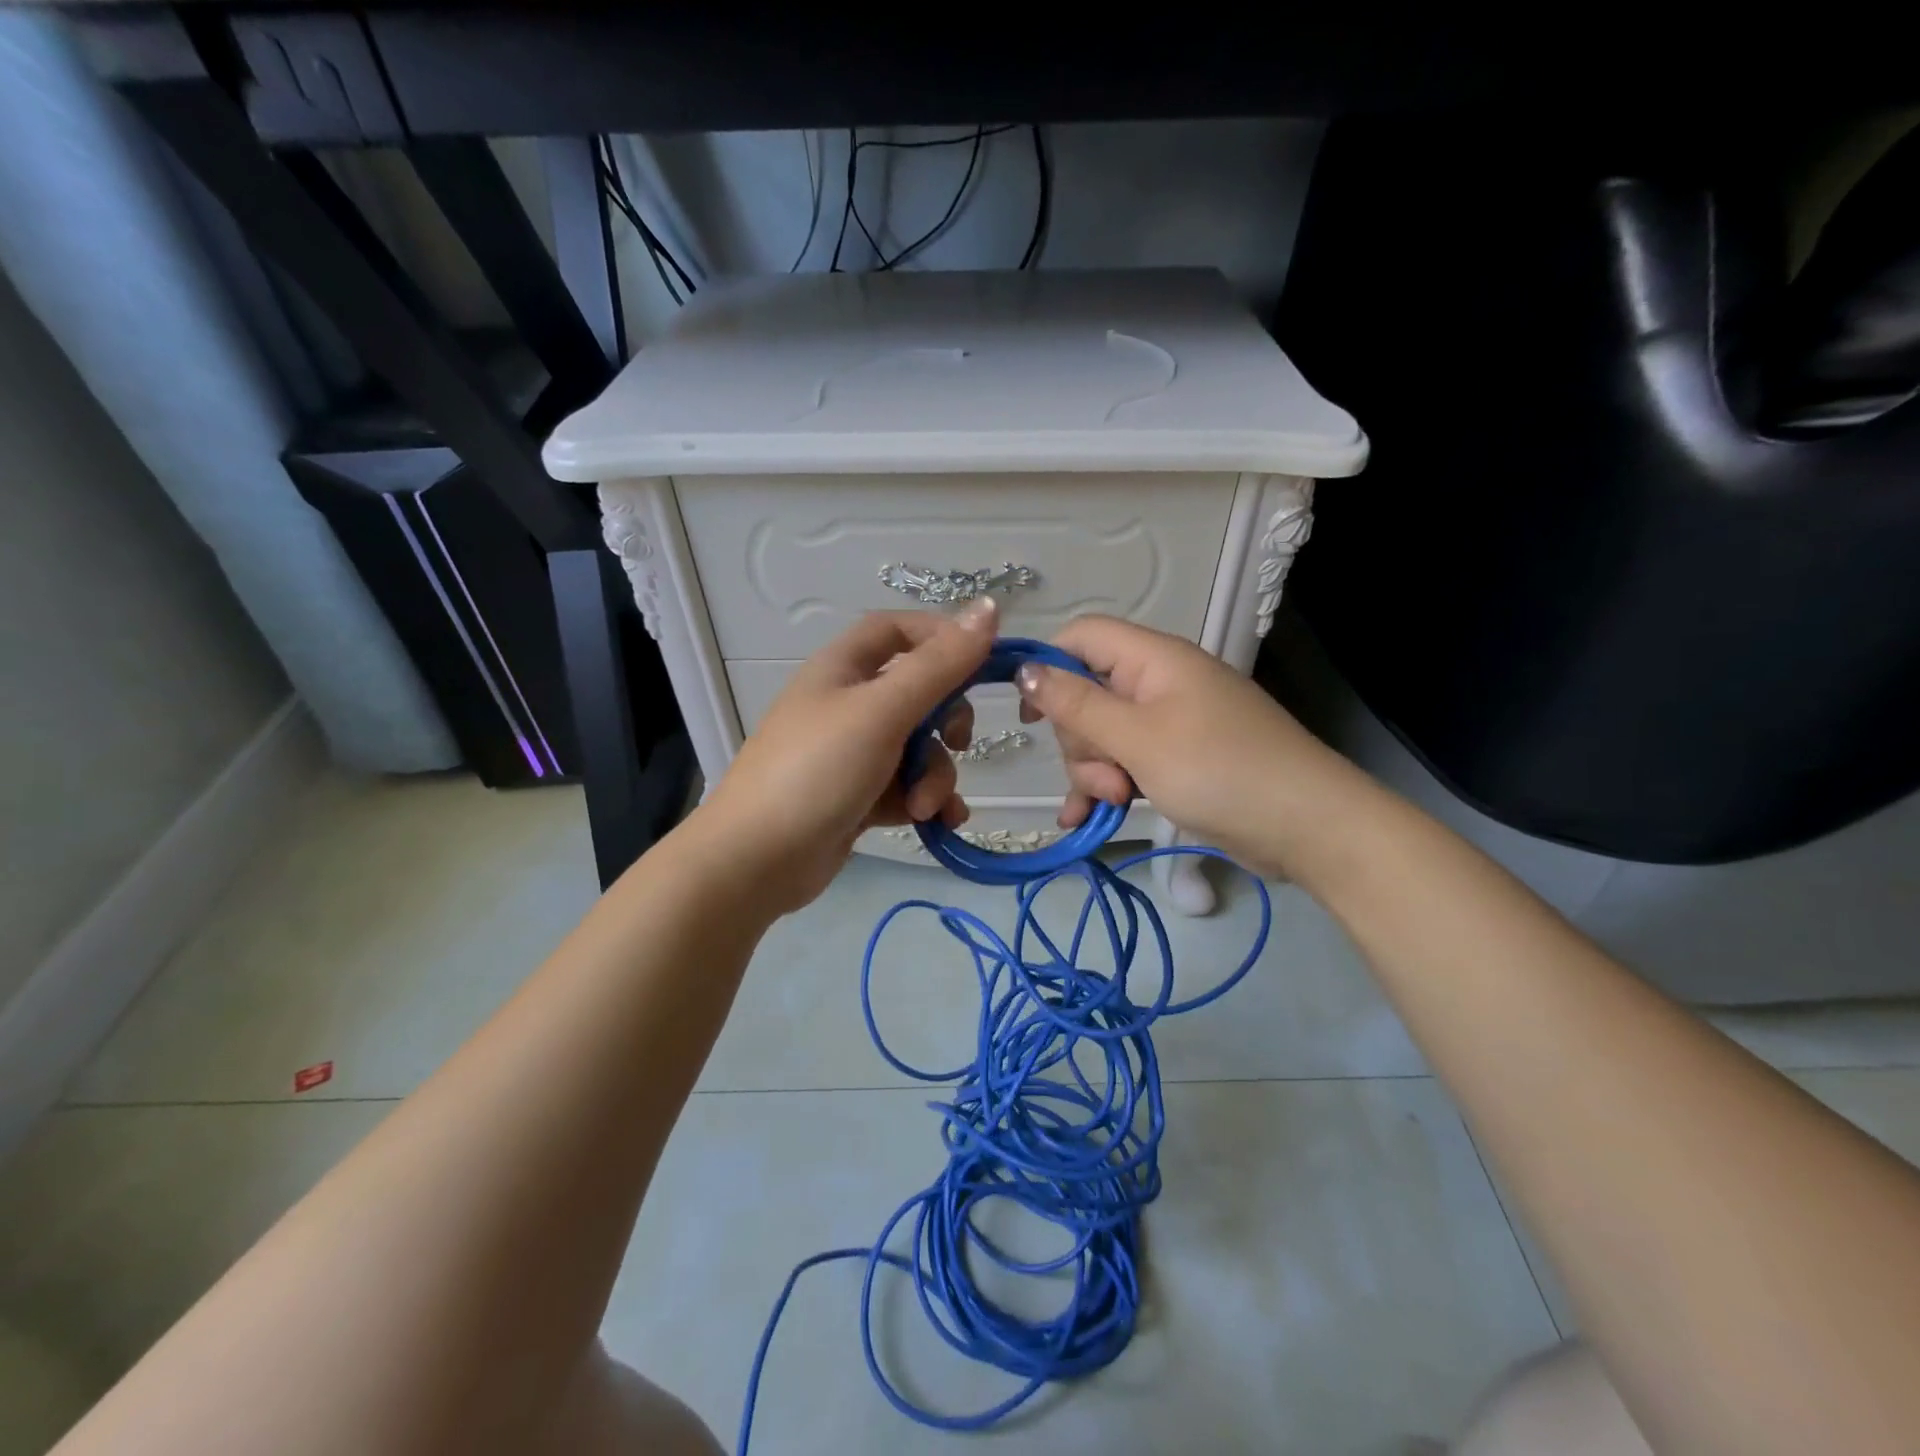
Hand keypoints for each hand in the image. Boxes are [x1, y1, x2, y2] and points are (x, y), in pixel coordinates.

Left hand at [697, 599, 996, 911]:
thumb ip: (939, 665)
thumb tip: (990, 607)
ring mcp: (852, 753)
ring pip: (918, 748)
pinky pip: (908, 787)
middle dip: (946, 722)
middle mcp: (848, 704)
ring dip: (934, 776)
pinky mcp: (858, 796)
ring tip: (922, 806)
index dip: (941, 638)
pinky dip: (927, 801)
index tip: (982, 663)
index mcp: (843, 668)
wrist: (756, 860)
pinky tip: (939, 823)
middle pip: (919, 693)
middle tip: (957, 742)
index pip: (899, 630)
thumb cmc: (817, 770)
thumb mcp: (882, 712)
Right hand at [1015, 615, 1348, 875]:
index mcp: (1153, 659)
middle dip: (1081, 740)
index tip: (1026, 713)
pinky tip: (1086, 818)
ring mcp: (1169, 722)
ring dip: (1095, 770)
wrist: (1307, 826)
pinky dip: (1106, 786)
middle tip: (1106, 775)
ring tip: (1117, 801)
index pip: (1082, 636)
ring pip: (1102, 735)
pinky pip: (1125, 762)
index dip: (1047, 666)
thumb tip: (1025, 669)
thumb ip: (1077, 705)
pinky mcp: (1177, 758)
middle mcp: (1158, 682)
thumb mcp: (1138, 738)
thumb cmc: (1220, 770)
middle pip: (1086, 693)